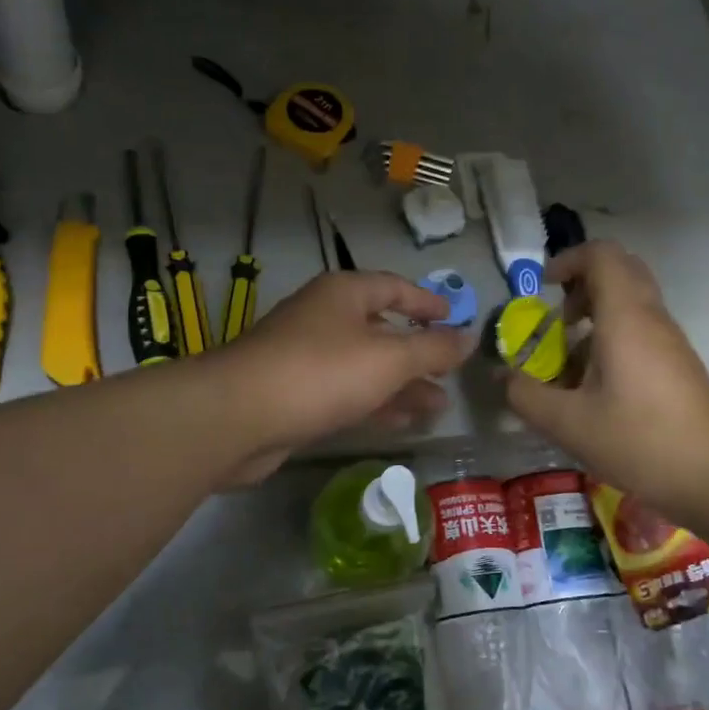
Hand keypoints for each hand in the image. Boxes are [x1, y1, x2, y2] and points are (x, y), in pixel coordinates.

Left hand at [212, 271, 473, 482]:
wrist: (238, 417)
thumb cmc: (322, 372)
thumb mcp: (389, 357)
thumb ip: (433, 348)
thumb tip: (470, 337)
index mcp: (343, 294)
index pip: (394, 286)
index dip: (427, 301)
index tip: (455, 318)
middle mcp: (324, 319)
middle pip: (381, 329)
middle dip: (418, 353)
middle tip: (450, 374)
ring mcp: (306, 358)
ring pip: (365, 367)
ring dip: (401, 385)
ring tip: (438, 407)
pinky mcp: (295, 396)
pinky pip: (346, 394)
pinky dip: (375, 404)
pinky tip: (403, 422)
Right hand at [505, 242, 708, 525]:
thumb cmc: (639, 441)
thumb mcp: (568, 423)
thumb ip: (526, 395)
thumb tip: (502, 377)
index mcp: (625, 317)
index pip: (602, 255)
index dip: (568, 260)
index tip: (543, 289)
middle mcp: (652, 317)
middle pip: (620, 271)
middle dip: (582, 284)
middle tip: (558, 318)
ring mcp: (670, 340)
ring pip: (632, 301)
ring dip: (596, 315)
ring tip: (570, 359)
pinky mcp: (679, 364)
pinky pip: (642, 329)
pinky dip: (613, 337)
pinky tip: (596, 385)